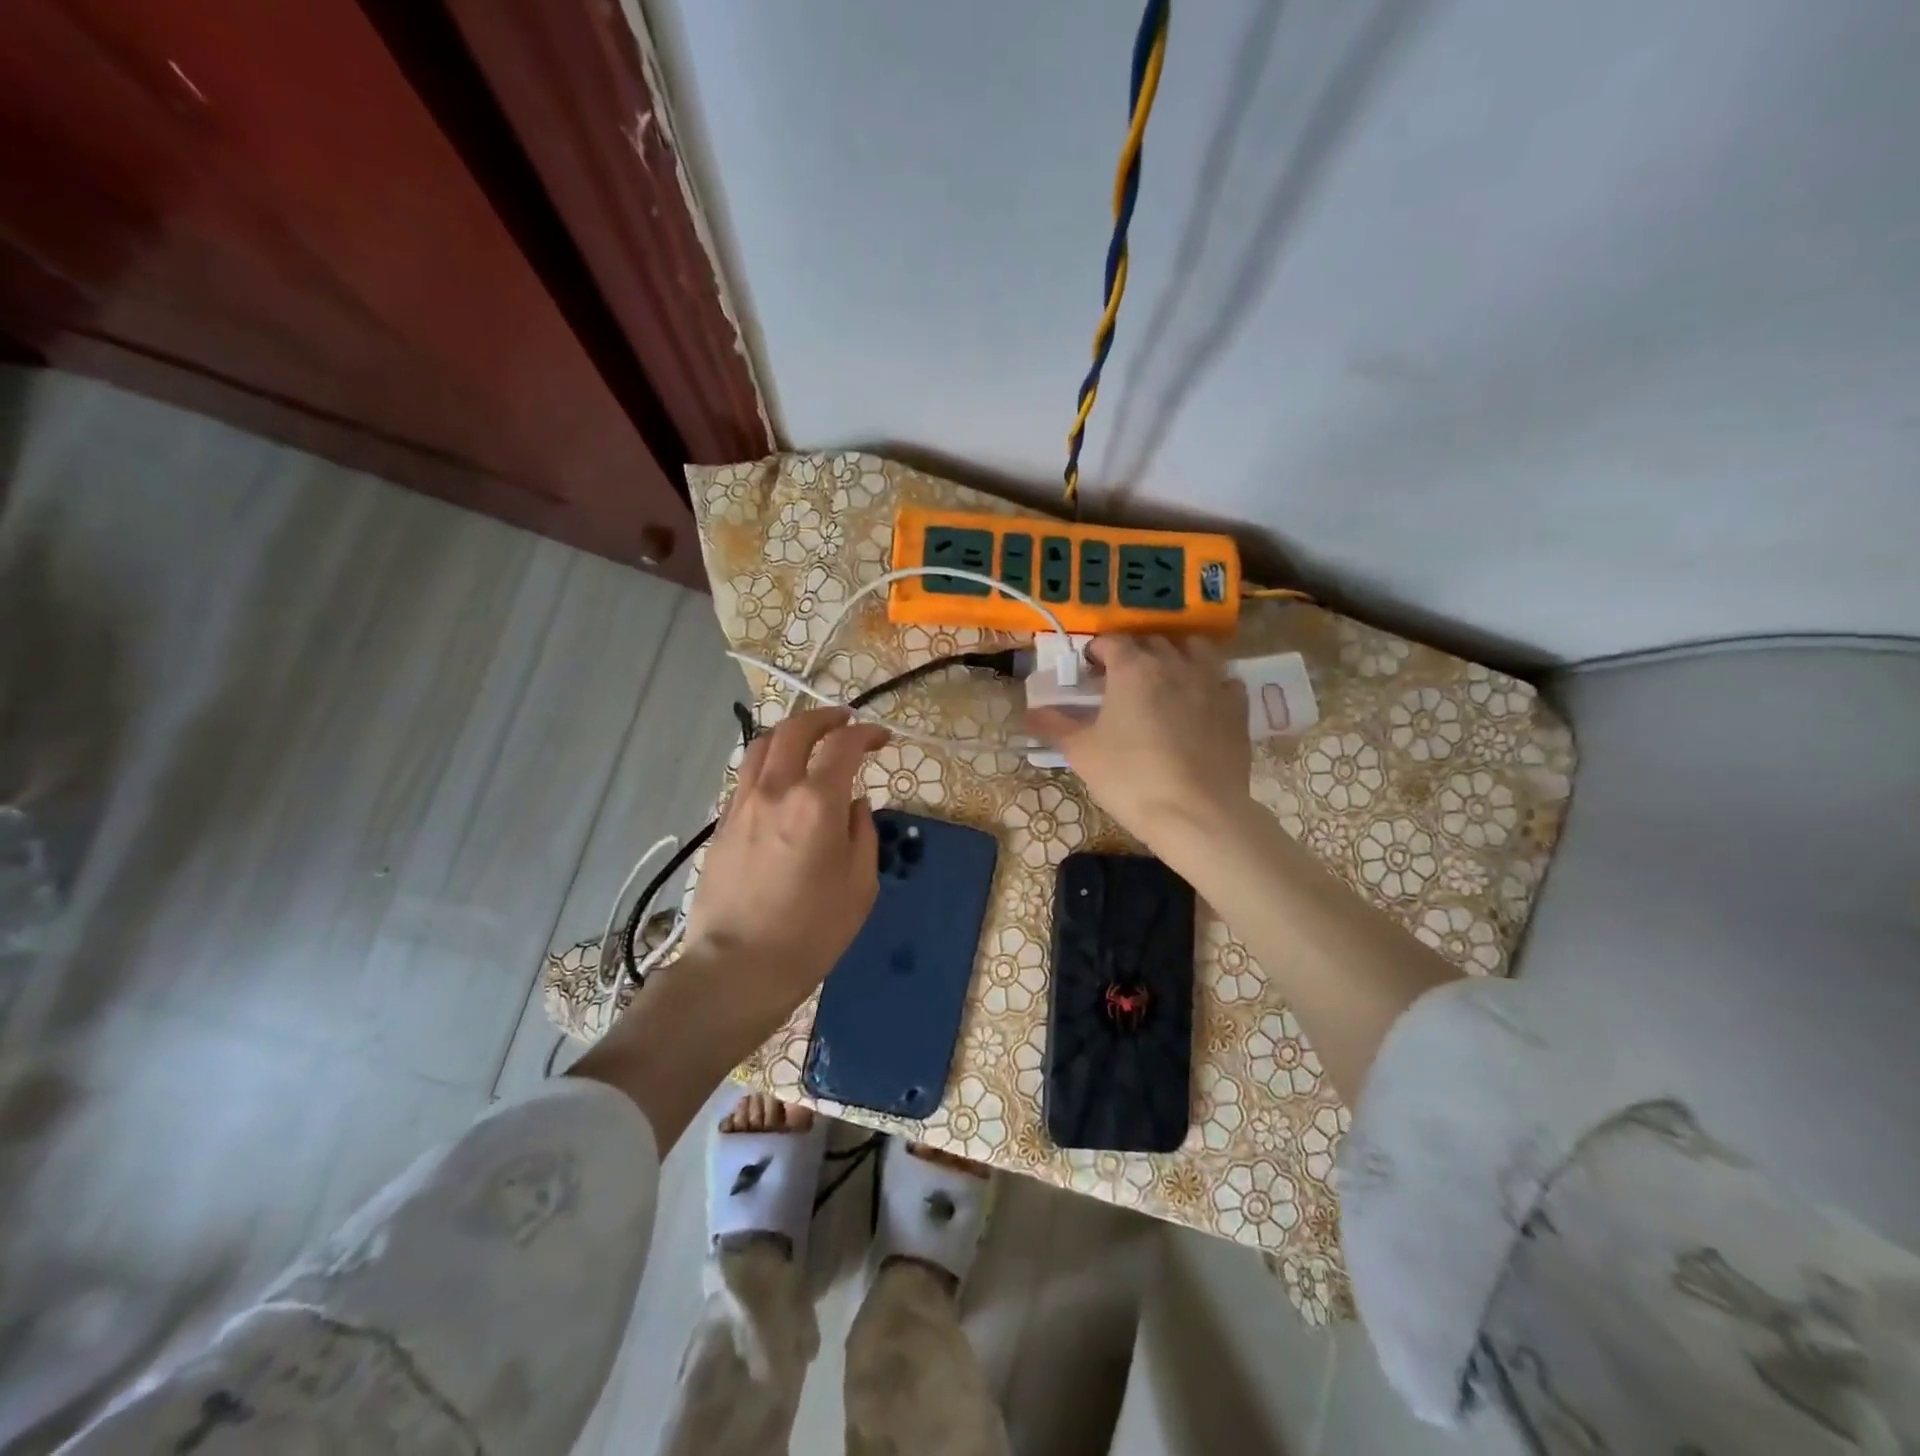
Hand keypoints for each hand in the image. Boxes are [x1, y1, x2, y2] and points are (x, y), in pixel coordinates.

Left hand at [681, 707, 888, 1018]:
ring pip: (762, 745)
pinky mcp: (722, 823)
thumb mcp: (860, 886)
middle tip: (845, 721)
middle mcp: (775, 790)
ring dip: (791, 732)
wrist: (738, 966)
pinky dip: (769, 760)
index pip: (843, 746)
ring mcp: (742, 804)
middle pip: (795, 730)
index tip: (881, 739)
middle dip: (824, 717)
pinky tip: (782, 777)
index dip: (866, 734)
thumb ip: (862, 833)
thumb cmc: (811, 932)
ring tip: (810, 738)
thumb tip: (854, 805)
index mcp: (816, 803)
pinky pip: (746, 774)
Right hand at [1026, 635, 1252, 851]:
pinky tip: (1200, 701)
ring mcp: (1212, 682)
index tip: (1086, 668)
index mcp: (1134, 668)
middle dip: (1133, 652)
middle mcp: (1175, 664)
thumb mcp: (1082, 753)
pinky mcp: (1237, 706)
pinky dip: (1210, 681)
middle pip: (1152, 642)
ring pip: (1194, 650)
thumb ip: (1055, 726)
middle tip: (1119, 678)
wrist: (1197, 814)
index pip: (1112, 641)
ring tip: (1164, 678)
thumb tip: (1029, 712)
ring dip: (1176, 655)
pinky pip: (1224, 679)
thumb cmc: (1130, 778)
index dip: (1096, 650)